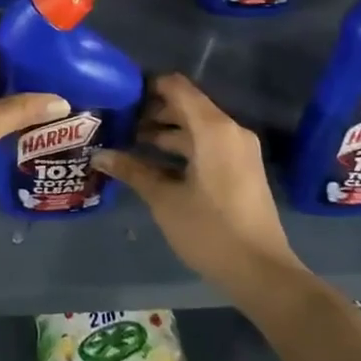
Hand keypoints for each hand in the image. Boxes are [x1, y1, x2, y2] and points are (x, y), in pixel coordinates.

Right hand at [95, 74, 302, 295]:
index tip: (119, 96)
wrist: (262, 273)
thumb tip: (99, 155)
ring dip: (165, 132)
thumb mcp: (164, 200)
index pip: (177, 87)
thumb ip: (132, 171)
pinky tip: (154, 164)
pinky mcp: (240, 168)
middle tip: (118, 123)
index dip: (147, 87)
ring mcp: (238, 150)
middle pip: (186, 106)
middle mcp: (230, 130)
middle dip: (152, 112)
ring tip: (128, 143)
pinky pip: (207, 144)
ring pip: (196, 127)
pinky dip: (182, 148)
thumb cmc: (210, 230)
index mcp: (213, 129)